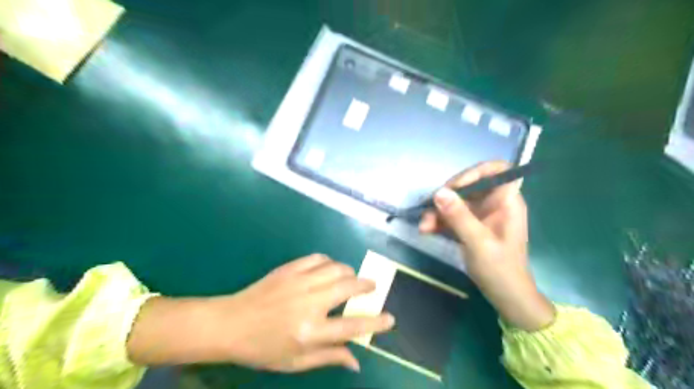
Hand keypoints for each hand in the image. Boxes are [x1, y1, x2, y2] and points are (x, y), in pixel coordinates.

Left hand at [126, 255, 392, 370]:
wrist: (230, 323)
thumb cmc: (262, 349)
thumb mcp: (295, 362)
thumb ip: (329, 358)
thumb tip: (357, 362)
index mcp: (311, 332)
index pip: (353, 327)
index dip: (376, 323)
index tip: (390, 319)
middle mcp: (310, 303)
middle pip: (349, 287)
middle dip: (366, 286)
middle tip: (372, 287)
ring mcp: (300, 282)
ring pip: (337, 268)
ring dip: (349, 272)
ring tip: (350, 279)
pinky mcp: (290, 269)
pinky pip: (319, 258)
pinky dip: (330, 262)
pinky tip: (329, 268)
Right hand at [416, 161, 552, 330]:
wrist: (506, 296)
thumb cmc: (500, 269)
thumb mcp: (478, 242)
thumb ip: (459, 216)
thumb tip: (438, 192)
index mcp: (506, 202)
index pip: (496, 170)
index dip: (475, 172)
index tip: (455, 186)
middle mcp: (494, 203)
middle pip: (469, 185)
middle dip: (447, 197)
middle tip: (430, 208)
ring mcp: (481, 214)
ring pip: (457, 201)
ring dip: (438, 211)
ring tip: (424, 226)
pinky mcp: (470, 225)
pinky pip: (453, 215)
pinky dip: (439, 221)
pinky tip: (427, 230)